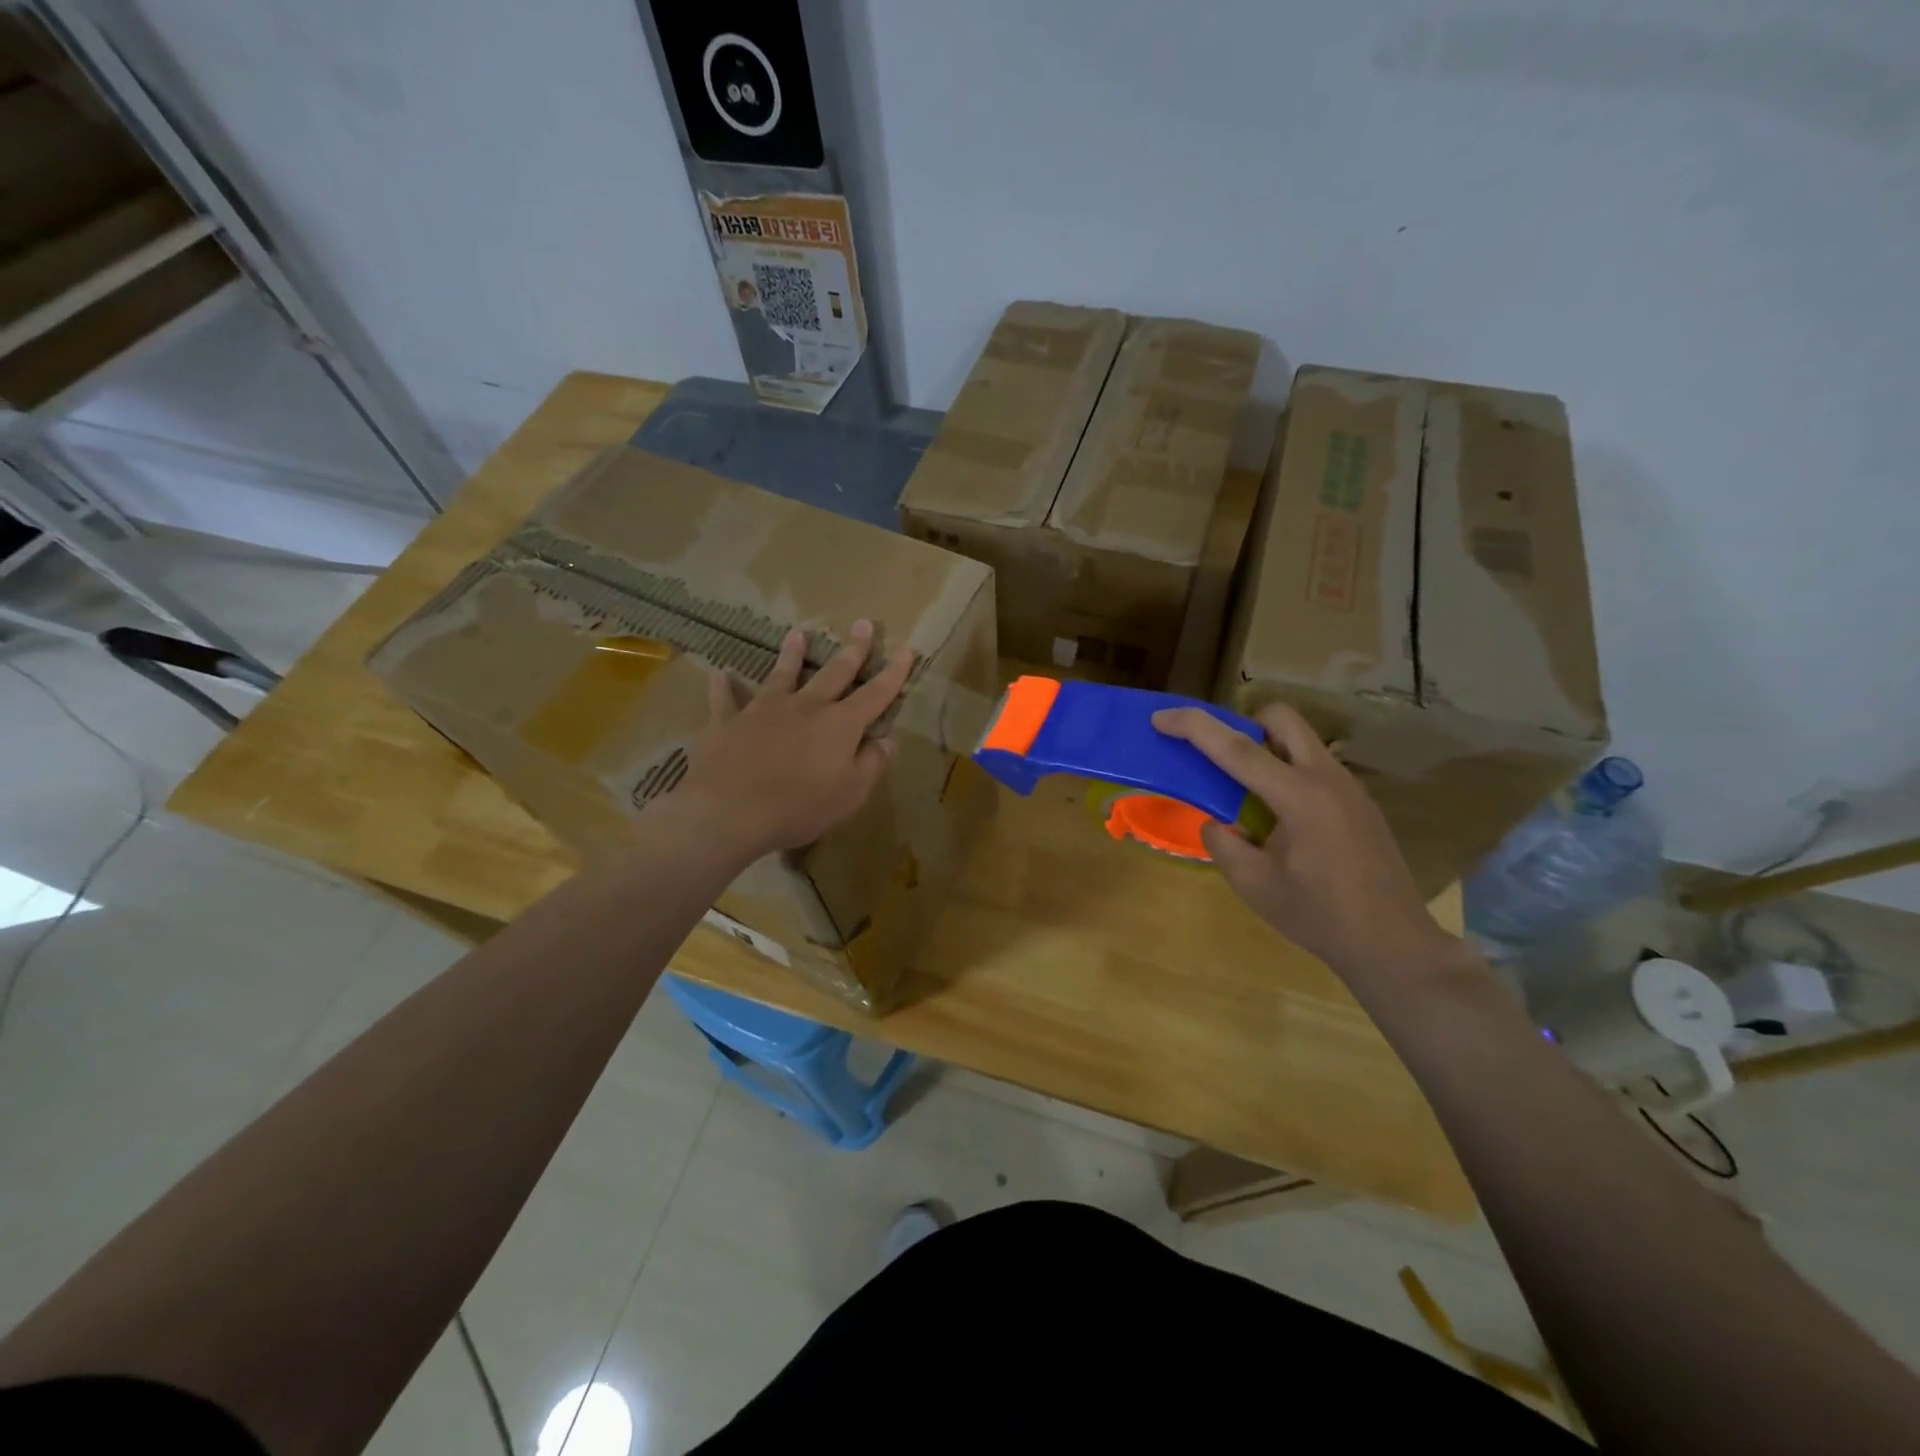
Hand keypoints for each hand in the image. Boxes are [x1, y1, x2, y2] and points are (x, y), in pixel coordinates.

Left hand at [677, 620, 912, 862]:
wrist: (729, 812)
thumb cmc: (799, 807)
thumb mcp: (851, 794)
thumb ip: (872, 763)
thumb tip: (886, 739)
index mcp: (840, 724)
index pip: (875, 694)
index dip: (893, 673)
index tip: (906, 650)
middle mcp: (805, 706)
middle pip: (834, 672)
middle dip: (853, 649)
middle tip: (862, 624)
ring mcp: (764, 710)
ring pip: (782, 674)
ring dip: (791, 653)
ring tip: (797, 633)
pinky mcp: (728, 721)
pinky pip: (725, 699)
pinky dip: (724, 686)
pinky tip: (721, 674)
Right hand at [1152, 701, 1467, 981]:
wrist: (1393, 944)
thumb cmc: (1319, 916)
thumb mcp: (1254, 885)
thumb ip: (1223, 844)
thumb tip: (1215, 823)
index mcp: (1299, 797)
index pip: (1237, 748)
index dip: (1194, 727)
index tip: (1161, 717)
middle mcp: (1327, 778)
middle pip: (1281, 719)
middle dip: (1242, 722)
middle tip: (1219, 756)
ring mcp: (1349, 787)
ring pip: (1301, 740)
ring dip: (1266, 748)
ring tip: (1245, 792)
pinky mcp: (1359, 802)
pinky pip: (1314, 766)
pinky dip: (1286, 771)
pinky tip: (1279, 819)